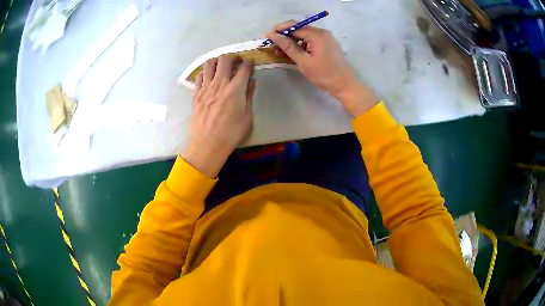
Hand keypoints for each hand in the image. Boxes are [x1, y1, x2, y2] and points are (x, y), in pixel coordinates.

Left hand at [181, 55, 255, 177]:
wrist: (207, 144)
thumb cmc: (231, 133)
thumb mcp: (247, 117)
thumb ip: (249, 96)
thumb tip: (251, 81)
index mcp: (235, 89)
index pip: (244, 67)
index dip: (249, 62)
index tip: (251, 64)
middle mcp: (220, 83)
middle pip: (225, 59)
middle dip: (233, 57)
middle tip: (237, 62)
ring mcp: (206, 88)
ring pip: (209, 63)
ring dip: (217, 61)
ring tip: (222, 66)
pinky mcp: (196, 94)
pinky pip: (199, 76)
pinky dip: (206, 73)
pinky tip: (209, 78)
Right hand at [267, 21, 378, 116]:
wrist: (345, 85)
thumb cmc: (324, 75)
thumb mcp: (304, 62)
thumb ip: (288, 47)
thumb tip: (273, 35)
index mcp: (317, 34)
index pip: (293, 26)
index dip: (278, 30)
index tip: (266, 37)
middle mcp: (321, 32)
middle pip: (298, 29)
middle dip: (283, 36)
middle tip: (272, 46)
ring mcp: (325, 38)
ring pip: (303, 35)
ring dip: (290, 41)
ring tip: (279, 52)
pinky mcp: (326, 44)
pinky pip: (309, 40)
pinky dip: (299, 45)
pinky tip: (292, 53)